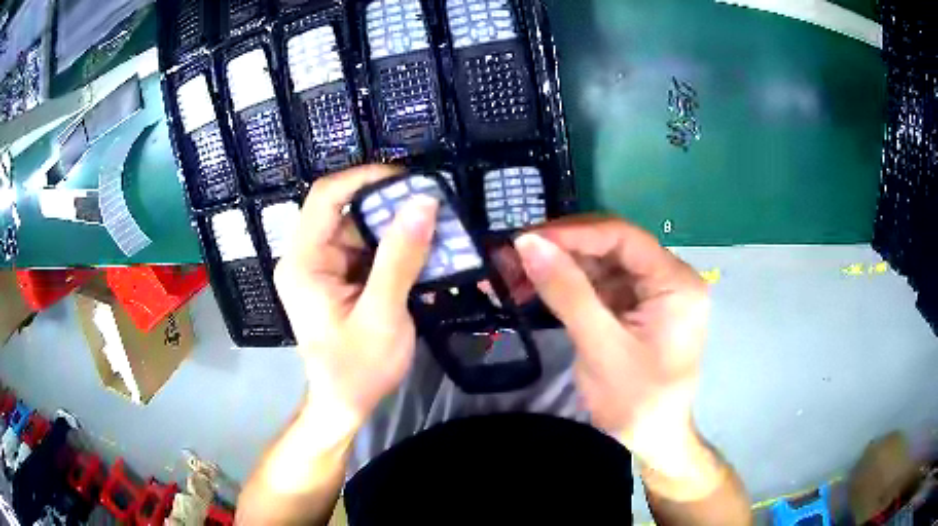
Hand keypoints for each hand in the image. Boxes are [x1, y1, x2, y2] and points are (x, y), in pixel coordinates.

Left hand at [274, 165, 437, 438]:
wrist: (345, 404)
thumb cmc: (357, 369)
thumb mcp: (383, 315)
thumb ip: (401, 259)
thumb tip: (423, 202)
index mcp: (304, 262)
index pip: (326, 196)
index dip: (365, 178)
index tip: (409, 179)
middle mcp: (309, 257)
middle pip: (346, 210)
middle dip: (390, 206)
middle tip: (434, 208)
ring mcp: (324, 267)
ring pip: (362, 228)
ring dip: (398, 228)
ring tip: (439, 231)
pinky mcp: (340, 279)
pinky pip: (369, 250)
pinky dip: (396, 249)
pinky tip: (425, 255)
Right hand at [514, 217, 709, 480]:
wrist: (651, 441)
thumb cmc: (636, 401)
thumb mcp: (601, 347)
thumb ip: (567, 292)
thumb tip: (527, 242)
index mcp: (676, 282)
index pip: (623, 237)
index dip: (573, 233)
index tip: (526, 239)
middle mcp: (667, 278)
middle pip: (611, 246)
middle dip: (561, 249)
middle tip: (513, 255)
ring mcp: (650, 293)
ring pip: (599, 264)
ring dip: (558, 267)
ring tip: (513, 273)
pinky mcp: (633, 308)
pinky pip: (597, 286)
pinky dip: (565, 287)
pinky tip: (533, 289)